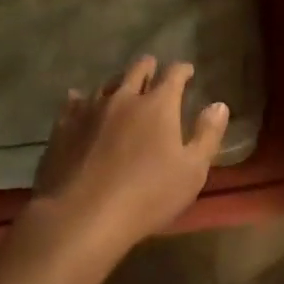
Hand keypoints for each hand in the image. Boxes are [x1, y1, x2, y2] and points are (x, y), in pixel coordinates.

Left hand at [22, 55, 228, 261]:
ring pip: (106, 83)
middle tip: (154, 71)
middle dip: (149, 67)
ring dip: (118, 83)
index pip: (174, 74)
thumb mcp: (192, 171)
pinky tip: (80, 102)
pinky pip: (74, 102)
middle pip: (137, 69)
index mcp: (158, 105)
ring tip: (121, 89)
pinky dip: (82, 99)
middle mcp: (124, 97)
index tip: (188, 71)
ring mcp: (90, 110)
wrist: (81, 217)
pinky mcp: (63, 127)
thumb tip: (219, 105)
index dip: (183, 70)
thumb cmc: (147, 195)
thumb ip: (207, 135)